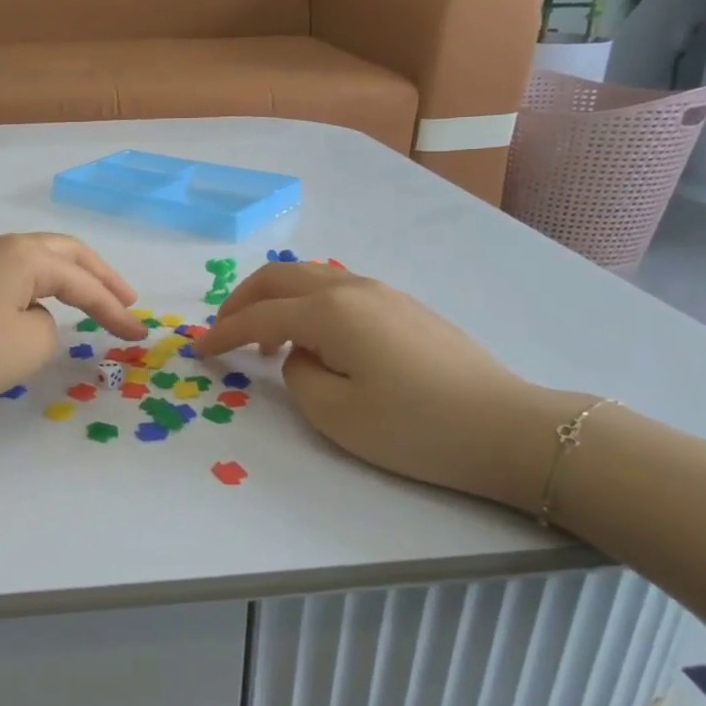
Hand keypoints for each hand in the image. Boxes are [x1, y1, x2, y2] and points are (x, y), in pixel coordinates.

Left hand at [0, 233, 145, 424]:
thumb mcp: (30, 346)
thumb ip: (51, 326)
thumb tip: (32, 316)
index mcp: (24, 254)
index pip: (82, 282)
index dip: (114, 309)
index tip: (138, 334)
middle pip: (63, 252)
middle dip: (99, 276)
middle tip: (126, 300)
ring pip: (34, 258)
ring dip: (67, 277)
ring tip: (91, 299)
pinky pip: (10, 273)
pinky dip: (37, 286)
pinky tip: (42, 303)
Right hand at [202, 262, 588, 509]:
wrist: (508, 428)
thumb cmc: (415, 428)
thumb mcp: (336, 414)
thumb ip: (298, 375)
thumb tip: (300, 354)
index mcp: (330, 311)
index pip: (259, 315)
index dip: (222, 333)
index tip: (197, 351)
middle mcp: (352, 287)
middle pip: (280, 277)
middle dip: (242, 300)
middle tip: (223, 331)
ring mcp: (383, 292)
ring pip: (311, 277)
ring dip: (277, 299)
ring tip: (267, 339)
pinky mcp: (404, 306)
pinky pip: (338, 289)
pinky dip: (308, 304)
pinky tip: (315, 338)